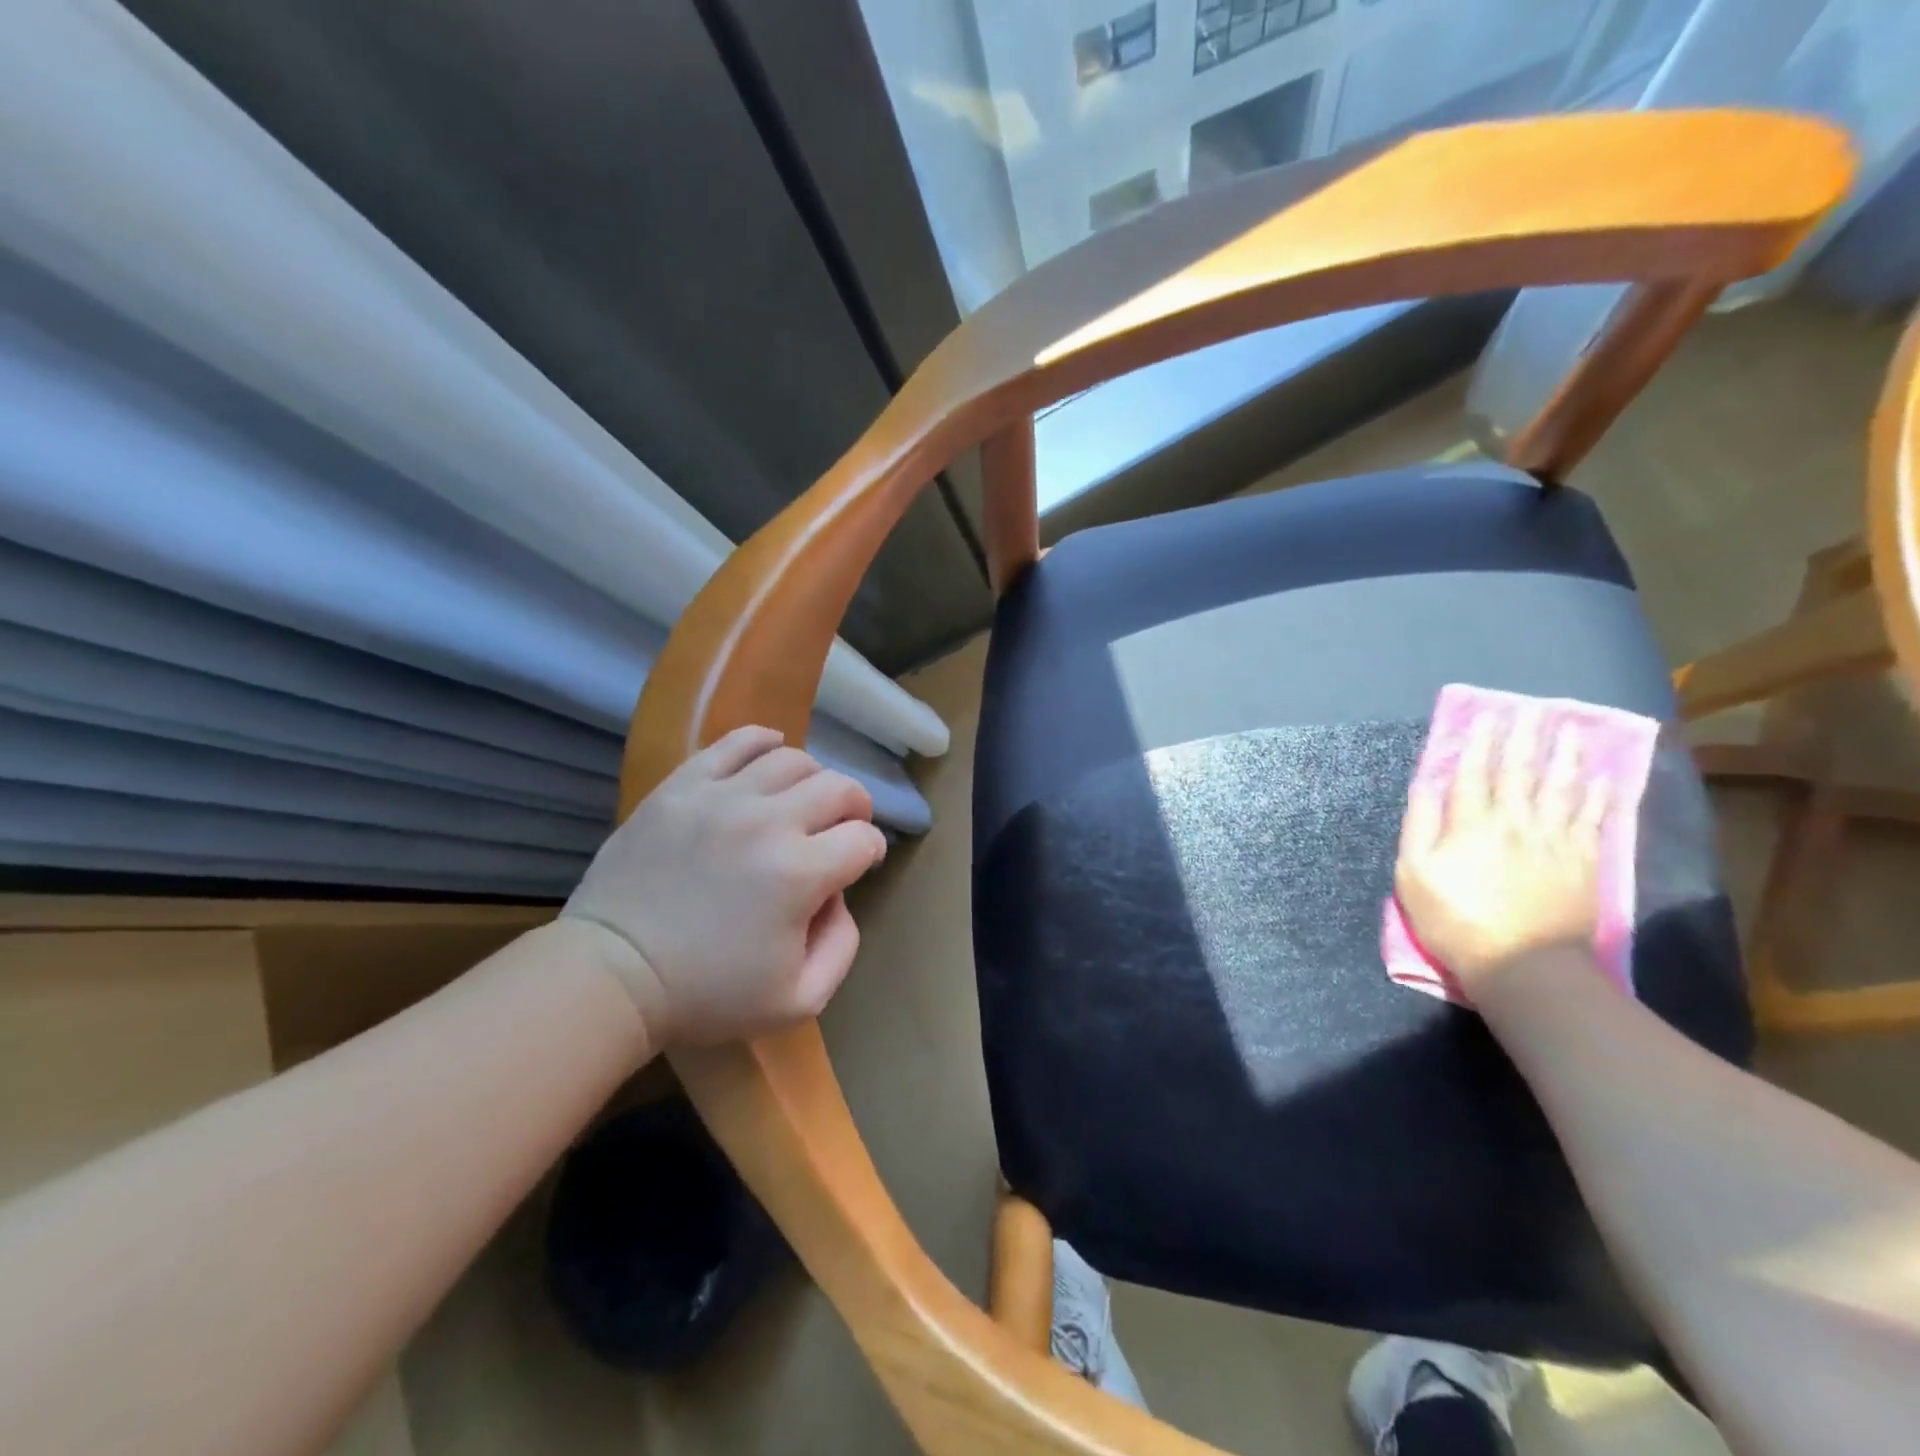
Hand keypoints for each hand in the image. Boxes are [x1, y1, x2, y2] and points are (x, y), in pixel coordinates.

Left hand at [563, 726, 887, 1047]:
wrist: (613, 973)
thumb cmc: (706, 994)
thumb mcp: (799, 1001)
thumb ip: (842, 945)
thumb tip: (839, 894)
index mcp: (800, 874)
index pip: (863, 839)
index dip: (870, 851)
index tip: (857, 866)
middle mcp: (768, 822)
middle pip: (839, 788)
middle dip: (854, 807)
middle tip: (843, 827)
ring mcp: (722, 797)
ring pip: (793, 759)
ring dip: (814, 779)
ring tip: (803, 801)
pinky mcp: (683, 786)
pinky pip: (736, 743)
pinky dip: (765, 742)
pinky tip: (772, 757)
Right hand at [1393, 708, 1607, 985]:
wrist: (1523, 965)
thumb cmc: (1455, 919)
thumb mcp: (1414, 874)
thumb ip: (1419, 826)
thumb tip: (1426, 785)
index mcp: (1471, 823)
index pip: (1473, 772)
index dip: (1478, 742)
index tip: (1486, 716)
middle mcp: (1515, 822)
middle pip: (1521, 771)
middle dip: (1525, 738)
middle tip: (1533, 709)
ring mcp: (1554, 840)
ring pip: (1562, 787)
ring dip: (1566, 756)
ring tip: (1571, 730)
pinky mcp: (1583, 862)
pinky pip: (1592, 819)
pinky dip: (1598, 796)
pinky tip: (1602, 778)